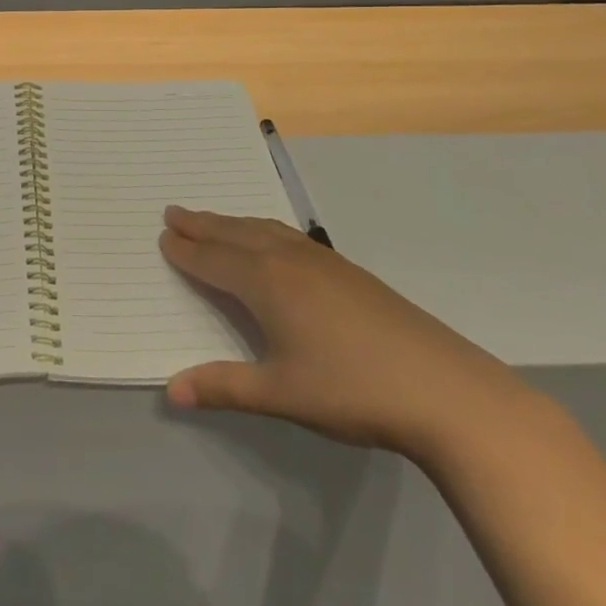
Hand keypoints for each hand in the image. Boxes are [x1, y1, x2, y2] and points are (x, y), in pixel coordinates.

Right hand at [159, 207, 535, 463]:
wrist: (442, 388)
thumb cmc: (351, 389)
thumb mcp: (280, 394)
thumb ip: (223, 388)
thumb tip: (169, 392)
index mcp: (266, 282)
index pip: (214, 260)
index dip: (186, 250)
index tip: (163, 236)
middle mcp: (289, 260)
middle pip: (235, 234)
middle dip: (202, 224)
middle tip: (174, 211)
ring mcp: (322, 261)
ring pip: (264, 231)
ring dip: (232, 223)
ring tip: (213, 219)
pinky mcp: (348, 271)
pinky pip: (289, 237)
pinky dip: (264, 230)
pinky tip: (272, 241)